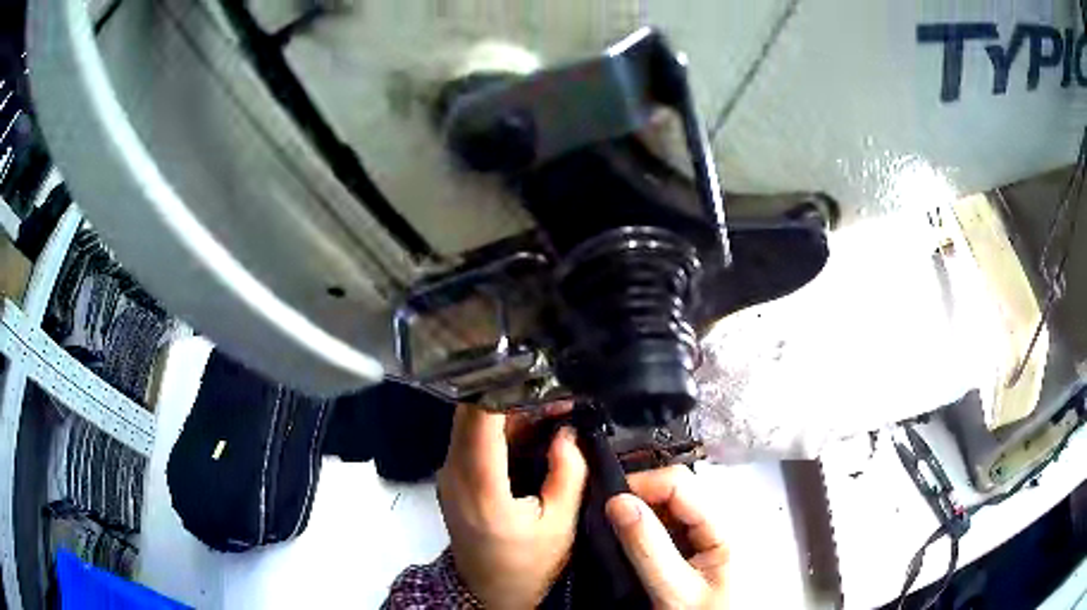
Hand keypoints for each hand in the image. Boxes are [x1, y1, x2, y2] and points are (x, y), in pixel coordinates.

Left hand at [437, 405, 587, 608]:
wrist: (488, 591)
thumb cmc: (525, 566)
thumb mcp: (559, 525)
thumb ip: (568, 473)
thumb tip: (569, 433)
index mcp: (479, 485)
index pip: (479, 416)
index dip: (505, 387)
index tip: (540, 377)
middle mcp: (454, 472)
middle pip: (472, 412)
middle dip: (514, 395)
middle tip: (555, 397)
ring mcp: (450, 474)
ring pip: (472, 421)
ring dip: (510, 410)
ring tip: (552, 411)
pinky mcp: (454, 478)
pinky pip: (474, 438)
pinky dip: (502, 428)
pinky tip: (533, 430)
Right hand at [606, 466, 728, 608]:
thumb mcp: (674, 590)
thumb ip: (648, 548)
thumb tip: (619, 503)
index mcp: (721, 530)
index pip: (680, 484)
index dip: (643, 485)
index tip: (610, 502)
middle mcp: (713, 528)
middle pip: (673, 492)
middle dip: (637, 499)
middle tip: (606, 518)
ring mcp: (699, 540)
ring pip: (664, 510)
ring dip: (637, 515)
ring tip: (613, 533)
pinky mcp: (686, 552)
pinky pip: (660, 529)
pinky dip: (639, 530)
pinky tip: (626, 545)